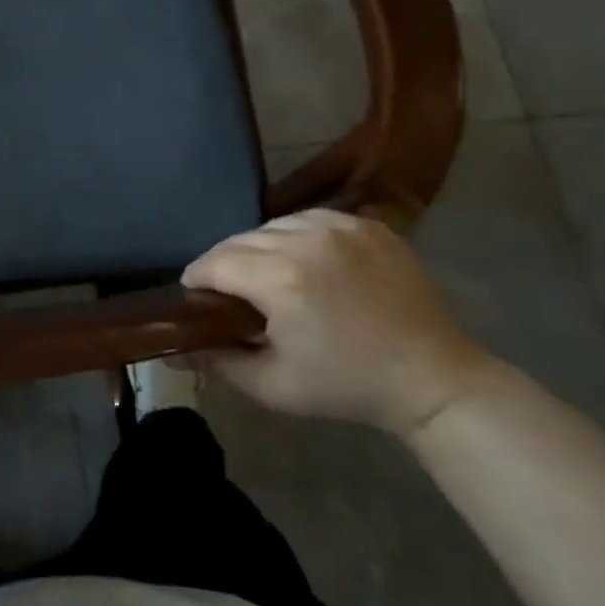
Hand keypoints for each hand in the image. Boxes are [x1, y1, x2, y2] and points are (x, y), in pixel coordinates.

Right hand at [181, 210, 499, 436]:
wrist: (433, 380)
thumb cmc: (347, 387)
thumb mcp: (273, 386)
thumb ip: (216, 363)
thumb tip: (171, 350)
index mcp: (281, 279)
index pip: (215, 262)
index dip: (196, 278)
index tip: (193, 294)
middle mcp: (306, 240)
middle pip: (240, 239)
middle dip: (224, 263)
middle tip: (226, 291)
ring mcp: (341, 227)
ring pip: (272, 224)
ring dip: (258, 246)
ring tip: (264, 273)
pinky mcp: (367, 224)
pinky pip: (310, 218)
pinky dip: (295, 235)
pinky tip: (301, 258)